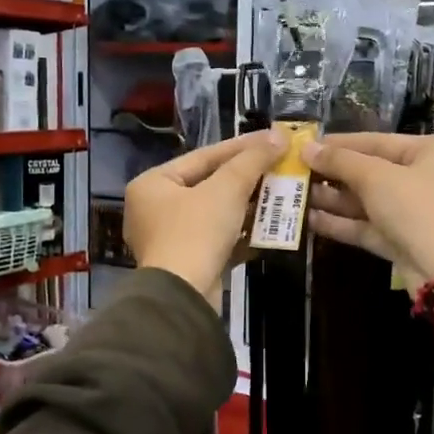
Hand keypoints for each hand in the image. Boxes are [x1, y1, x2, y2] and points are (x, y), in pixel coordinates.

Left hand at [124, 130, 284, 304]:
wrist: (183, 297)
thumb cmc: (197, 232)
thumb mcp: (227, 189)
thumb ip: (252, 160)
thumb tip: (278, 136)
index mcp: (153, 184)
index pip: (203, 156)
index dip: (241, 147)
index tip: (272, 139)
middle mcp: (154, 208)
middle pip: (209, 184)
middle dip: (247, 178)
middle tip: (279, 166)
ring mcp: (169, 238)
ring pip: (215, 212)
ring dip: (247, 205)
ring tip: (280, 194)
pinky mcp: (186, 262)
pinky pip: (216, 238)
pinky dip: (240, 232)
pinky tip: (268, 227)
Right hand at [302, 132, 433, 293]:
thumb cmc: (418, 208)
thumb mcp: (376, 177)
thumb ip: (340, 161)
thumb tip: (306, 147)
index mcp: (430, 151)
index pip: (376, 140)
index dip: (338, 143)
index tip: (303, 145)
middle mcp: (424, 178)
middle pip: (369, 171)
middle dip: (331, 174)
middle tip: (293, 172)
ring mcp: (413, 212)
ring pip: (365, 201)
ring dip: (331, 199)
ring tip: (293, 195)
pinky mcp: (401, 240)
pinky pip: (366, 225)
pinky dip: (340, 222)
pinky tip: (308, 219)